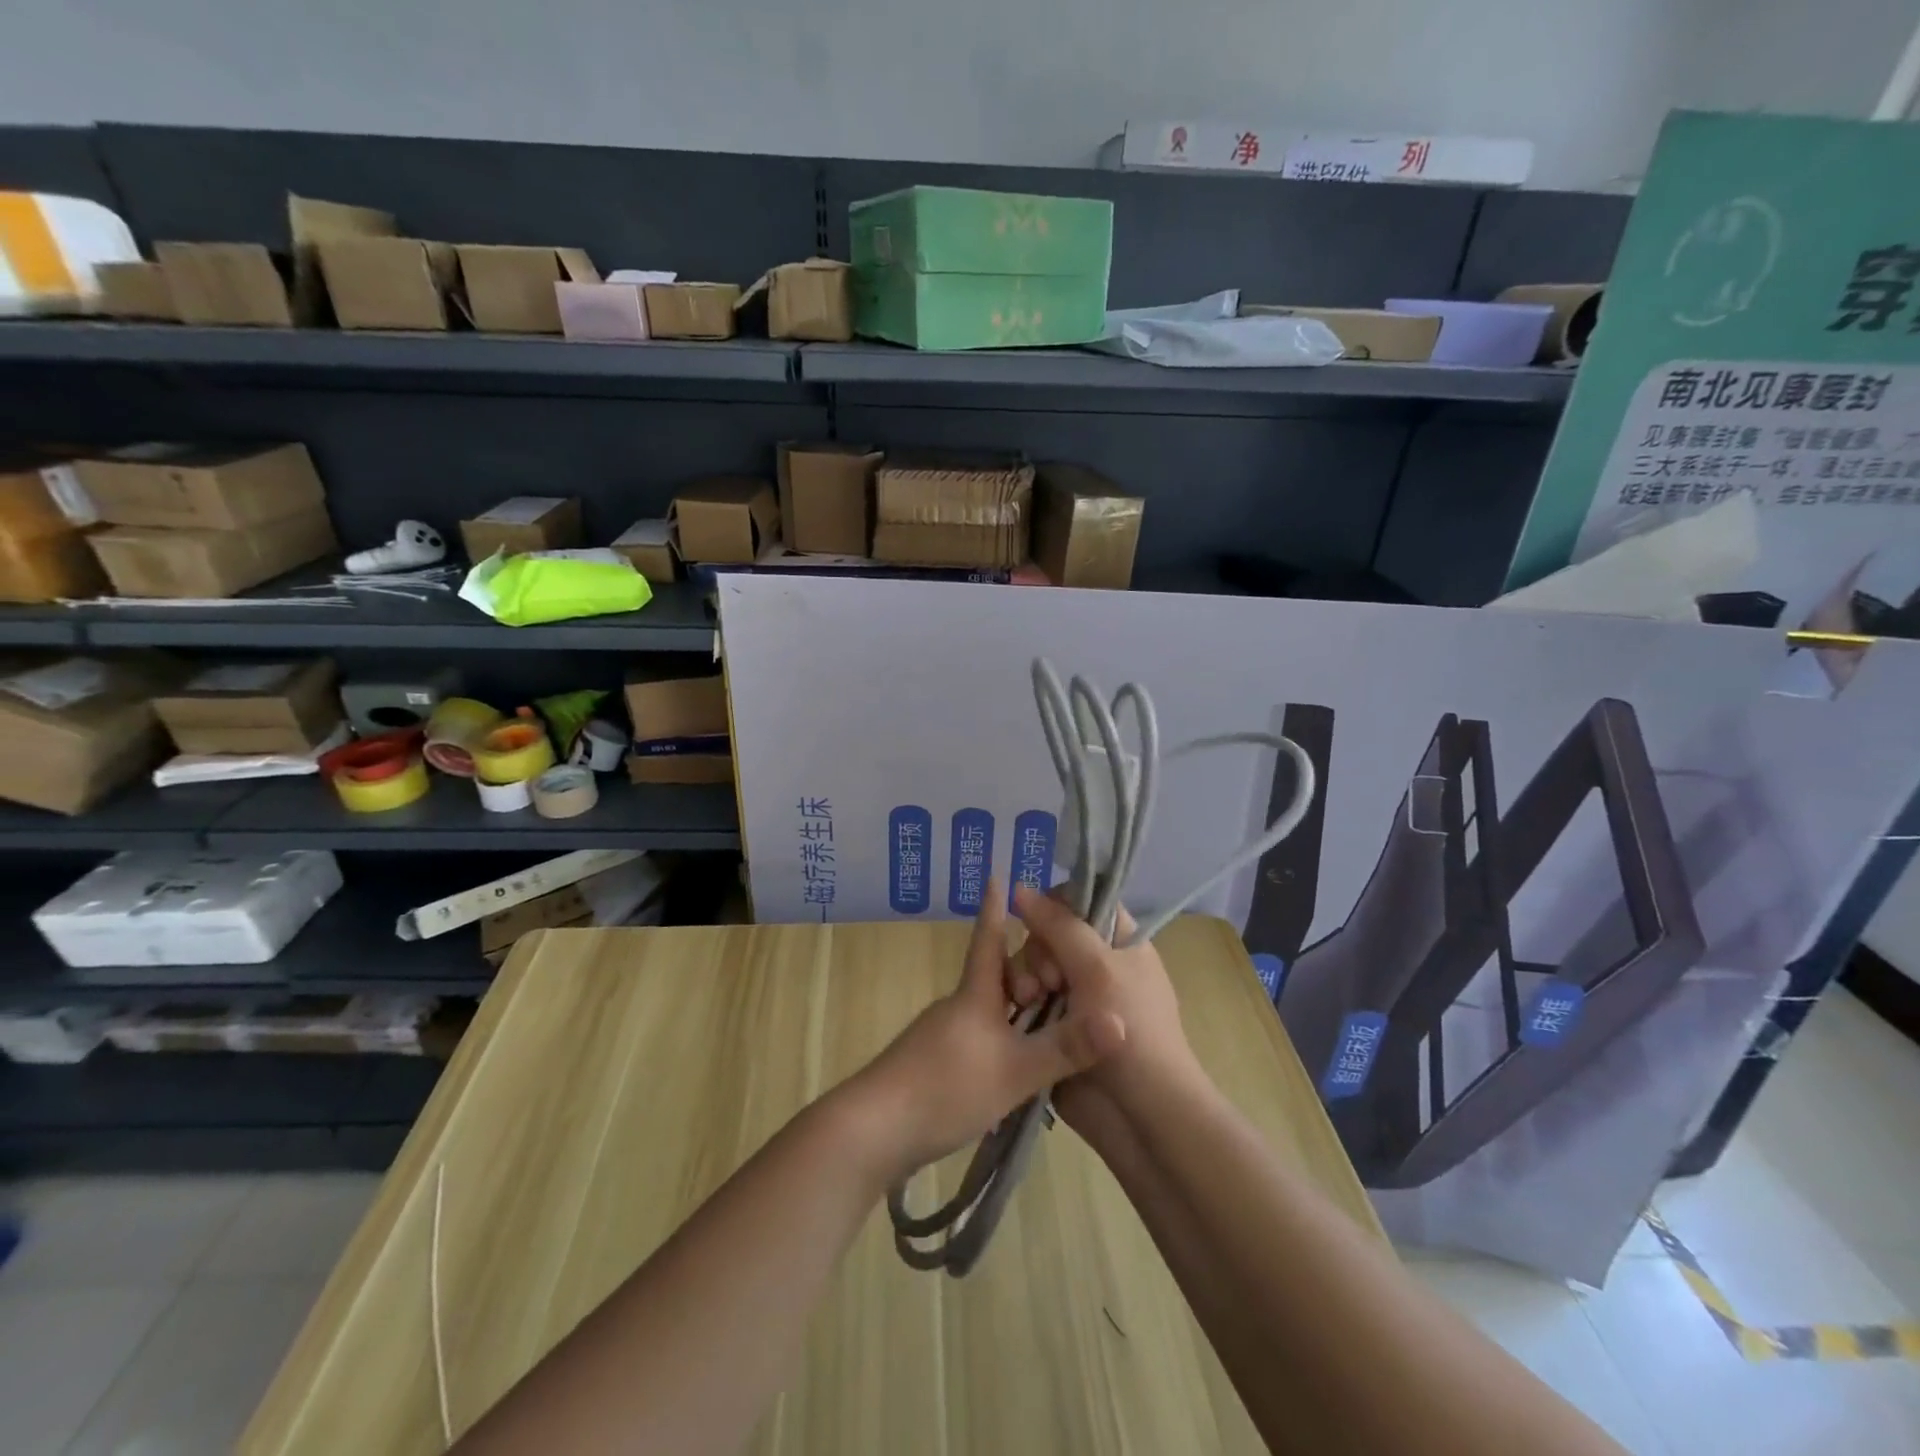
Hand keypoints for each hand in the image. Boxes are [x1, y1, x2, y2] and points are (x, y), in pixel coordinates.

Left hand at [853, 880, 1126, 1184]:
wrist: (873, 1130)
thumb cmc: (946, 1087)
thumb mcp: (1015, 1071)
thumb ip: (1065, 1048)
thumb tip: (1121, 1021)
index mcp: (974, 995)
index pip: (989, 939)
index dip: (995, 909)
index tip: (997, 875)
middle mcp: (957, 1007)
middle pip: (994, 977)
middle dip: (1025, 970)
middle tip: (1062, 975)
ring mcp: (941, 1036)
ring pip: (987, 1010)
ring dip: (1016, 1009)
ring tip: (1051, 1019)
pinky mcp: (932, 1065)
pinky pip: (978, 1038)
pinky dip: (1003, 1039)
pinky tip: (1016, 1064)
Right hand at [1006, 886, 1200, 1131]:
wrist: (1141, 1115)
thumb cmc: (1133, 1030)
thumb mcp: (1098, 968)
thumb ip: (1058, 925)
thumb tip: (1019, 888)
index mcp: (1119, 941)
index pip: (1082, 900)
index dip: (1057, 904)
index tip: (1041, 920)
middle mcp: (1095, 963)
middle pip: (1049, 932)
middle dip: (1040, 950)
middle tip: (1049, 980)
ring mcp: (1073, 996)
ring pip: (1032, 964)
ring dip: (1025, 976)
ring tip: (1029, 999)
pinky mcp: (1053, 1025)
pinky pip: (1024, 997)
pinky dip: (1018, 999)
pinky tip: (1017, 1009)